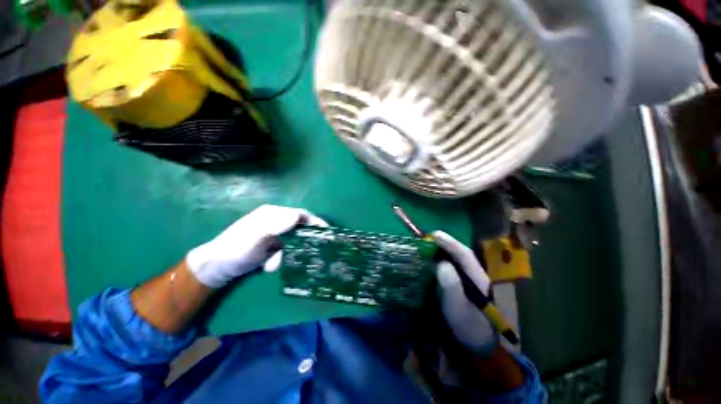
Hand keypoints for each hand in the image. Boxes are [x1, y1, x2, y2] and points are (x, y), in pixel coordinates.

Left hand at [186, 205, 327, 287]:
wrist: (216, 267)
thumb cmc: (235, 249)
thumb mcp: (256, 236)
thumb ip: (276, 225)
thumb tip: (298, 216)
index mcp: (272, 214)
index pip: (300, 214)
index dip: (314, 221)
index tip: (326, 231)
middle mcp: (275, 222)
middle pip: (298, 229)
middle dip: (300, 244)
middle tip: (306, 254)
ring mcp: (273, 235)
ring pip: (292, 243)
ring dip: (285, 255)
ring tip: (272, 265)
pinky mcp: (270, 247)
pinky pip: (284, 252)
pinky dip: (278, 260)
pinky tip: (267, 266)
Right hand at [433, 231, 497, 355]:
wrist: (476, 343)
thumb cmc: (468, 325)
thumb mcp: (458, 307)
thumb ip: (451, 285)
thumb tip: (440, 263)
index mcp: (478, 278)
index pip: (464, 254)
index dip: (450, 242)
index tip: (434, 234)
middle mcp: (474, 274)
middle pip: (460, 253)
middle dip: (445, 243)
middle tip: (427, 237)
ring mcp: (469, 279)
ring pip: (456, 259)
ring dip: (443, 249)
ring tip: (428, 244)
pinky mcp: (462, 284)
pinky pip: (451, 267)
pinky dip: (441, 259)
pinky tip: (432, 259)